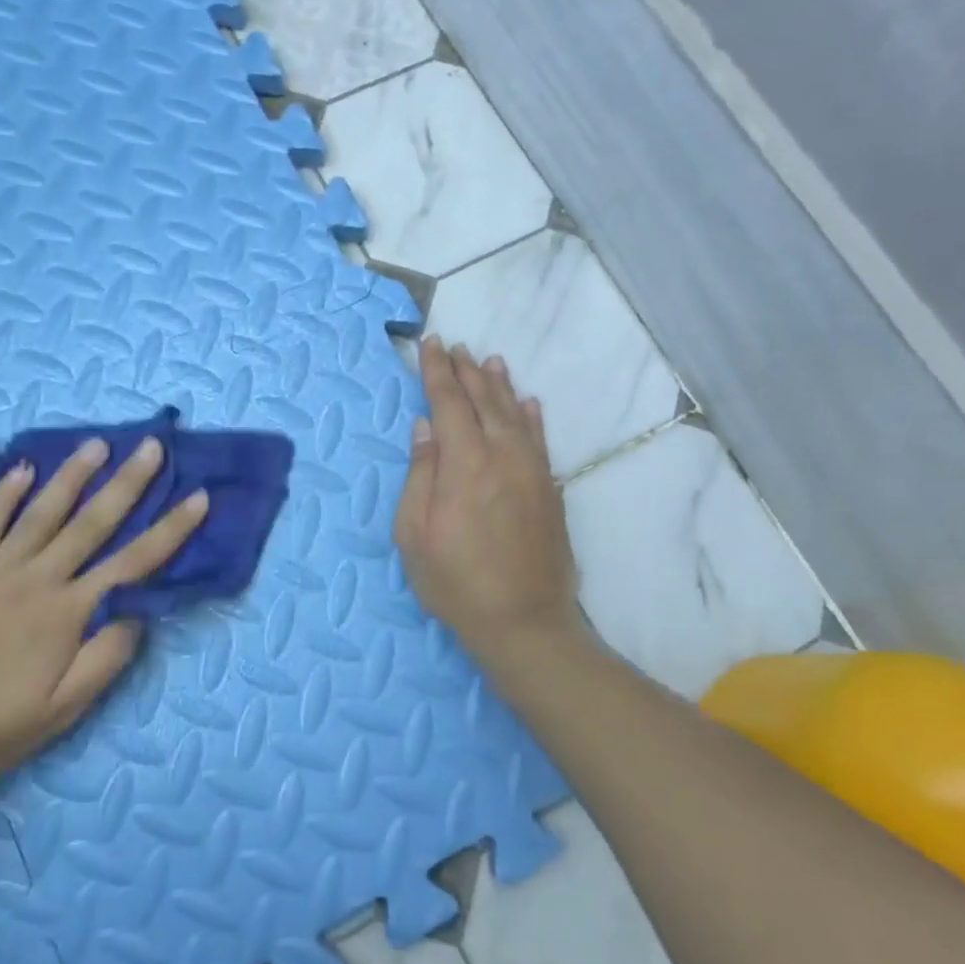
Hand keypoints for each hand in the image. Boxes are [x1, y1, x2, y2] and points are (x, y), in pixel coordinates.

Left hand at [0, 436, 208, 792]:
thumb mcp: (60, 712)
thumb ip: (105, 659)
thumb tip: (139, 613)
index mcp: (67, 613)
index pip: (134, 562)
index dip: (171, 529)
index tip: (199, 497)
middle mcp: (36, 578)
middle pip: (92, 522)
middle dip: (128, 482)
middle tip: (152, 446)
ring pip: (42, 511)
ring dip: (72, 475)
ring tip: (97, 444)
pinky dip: (4, 494)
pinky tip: (21, 469)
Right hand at [395, 339, 581, 666]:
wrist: (524, 620)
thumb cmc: (456, 581)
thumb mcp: (414, 534)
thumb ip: (420, 474)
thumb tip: (424, 427)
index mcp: (464, 463)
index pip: (448, 402)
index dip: (436, 371)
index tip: (429, 343)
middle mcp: (502, 455)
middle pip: (483, 400)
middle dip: (465, 370)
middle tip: (455, 345)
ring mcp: (532, 470)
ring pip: (515, 414)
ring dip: (499, 385)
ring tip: (489, 361)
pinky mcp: (550, 488)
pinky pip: (540, 439)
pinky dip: (532, 416)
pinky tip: (528, 403)